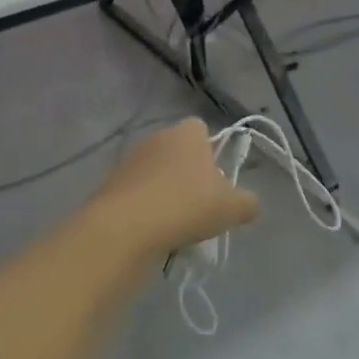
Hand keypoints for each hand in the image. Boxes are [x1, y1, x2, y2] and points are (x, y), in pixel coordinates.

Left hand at [87, 118, 259, 258]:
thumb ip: (247, 203)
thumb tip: (249, 204)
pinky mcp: (109, 184)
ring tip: (174, 222)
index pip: (201, 128)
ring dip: (164, 190)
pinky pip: (135, 192)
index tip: (216, 178)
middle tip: (200, 202)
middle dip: (188, 172)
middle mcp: (156, 138)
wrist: (124, 227)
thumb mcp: (232, 209)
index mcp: (187, 134)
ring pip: (155, 171)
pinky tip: (152, 229)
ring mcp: (130, 160)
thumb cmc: (186, 206)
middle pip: (177, 151)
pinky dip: (144, 206)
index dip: (211, 150)